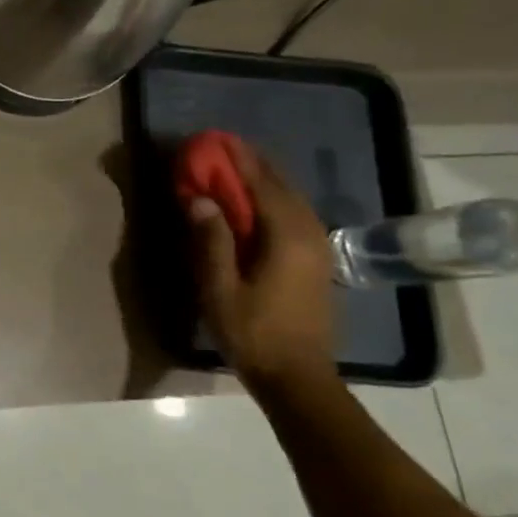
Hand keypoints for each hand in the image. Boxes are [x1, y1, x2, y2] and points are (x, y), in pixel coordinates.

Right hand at [187, 135, 337, 391]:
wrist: (297, 378)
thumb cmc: (252, 332)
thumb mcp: (219, 288)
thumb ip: (210, 240)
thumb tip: (200, 198)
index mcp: (285, 237)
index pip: (261, 184)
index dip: (238, 159)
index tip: (215, 139)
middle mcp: (308, 234)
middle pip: (281, 186)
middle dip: (252, 164)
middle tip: (221, 148)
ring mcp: (317, 248)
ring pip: (292, 199)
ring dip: (264, 179)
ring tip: (235, 167)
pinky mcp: (316, 261)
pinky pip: (295, 214)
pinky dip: (274, 198)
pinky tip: (255, 201)